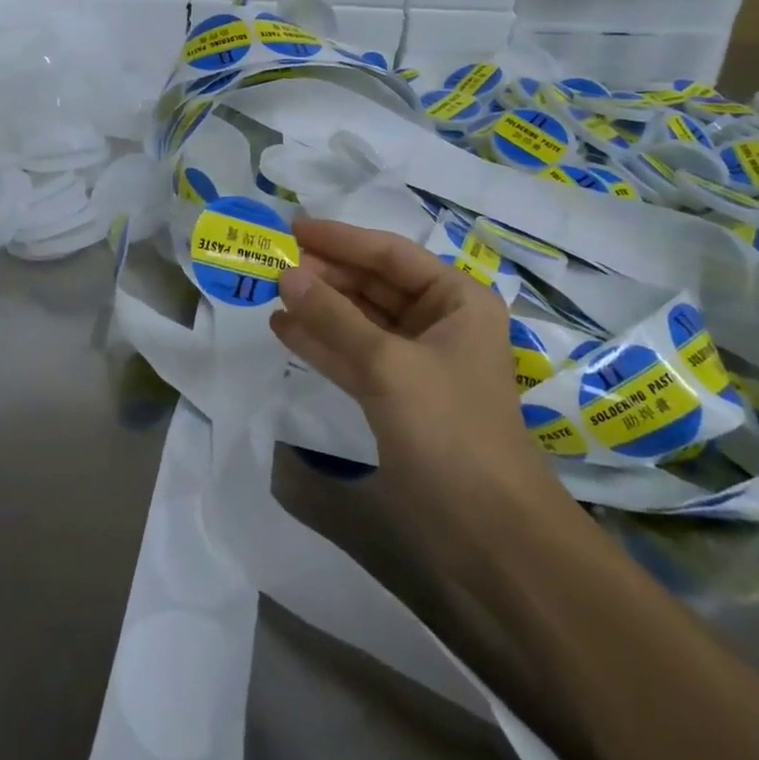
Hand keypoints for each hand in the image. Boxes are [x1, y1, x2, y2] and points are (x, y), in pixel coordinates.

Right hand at [273, 219, 578, 575]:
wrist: (488, 532)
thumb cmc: (449, 429)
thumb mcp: (388, 365)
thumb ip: (334, 317)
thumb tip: (286, 273)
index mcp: (456, 299)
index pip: (390, 253)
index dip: (340, 239)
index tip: (291, 228)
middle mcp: (439, 321)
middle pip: (373, 284)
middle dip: (325, 273)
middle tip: (272, 260)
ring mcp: (416, 360)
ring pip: (359, 319)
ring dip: (318, 306)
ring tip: (270, 288)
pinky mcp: (396, 395)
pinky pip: (353, 355)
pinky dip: (321, 342)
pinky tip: (283, 328)